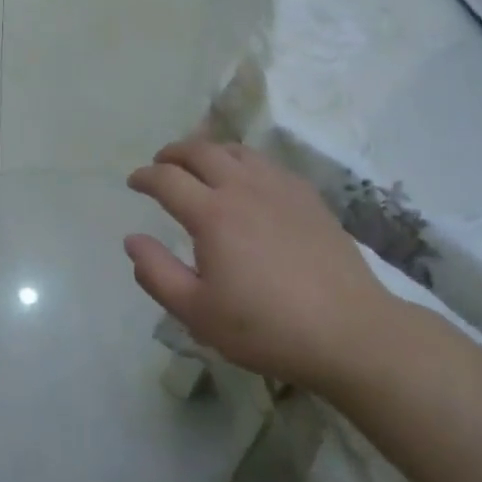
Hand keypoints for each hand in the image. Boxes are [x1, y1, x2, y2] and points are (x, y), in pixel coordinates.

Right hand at [126, 139, 397, 391]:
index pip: (167, 179)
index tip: (134, 182)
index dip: (145, 177)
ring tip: (200, 166)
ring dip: (209, 151)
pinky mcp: (308, 197)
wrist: (349, 331)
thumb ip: (157, 274)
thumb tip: (132, 239)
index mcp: (212, 214)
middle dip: (173, 152)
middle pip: (200, 150)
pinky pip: (267, 164)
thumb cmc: (266, 327)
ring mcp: (280, 187)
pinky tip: (247, 181)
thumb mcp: (197, 313)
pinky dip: (244, 162)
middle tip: (161, 164)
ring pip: (236, 151)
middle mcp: (243, 188)